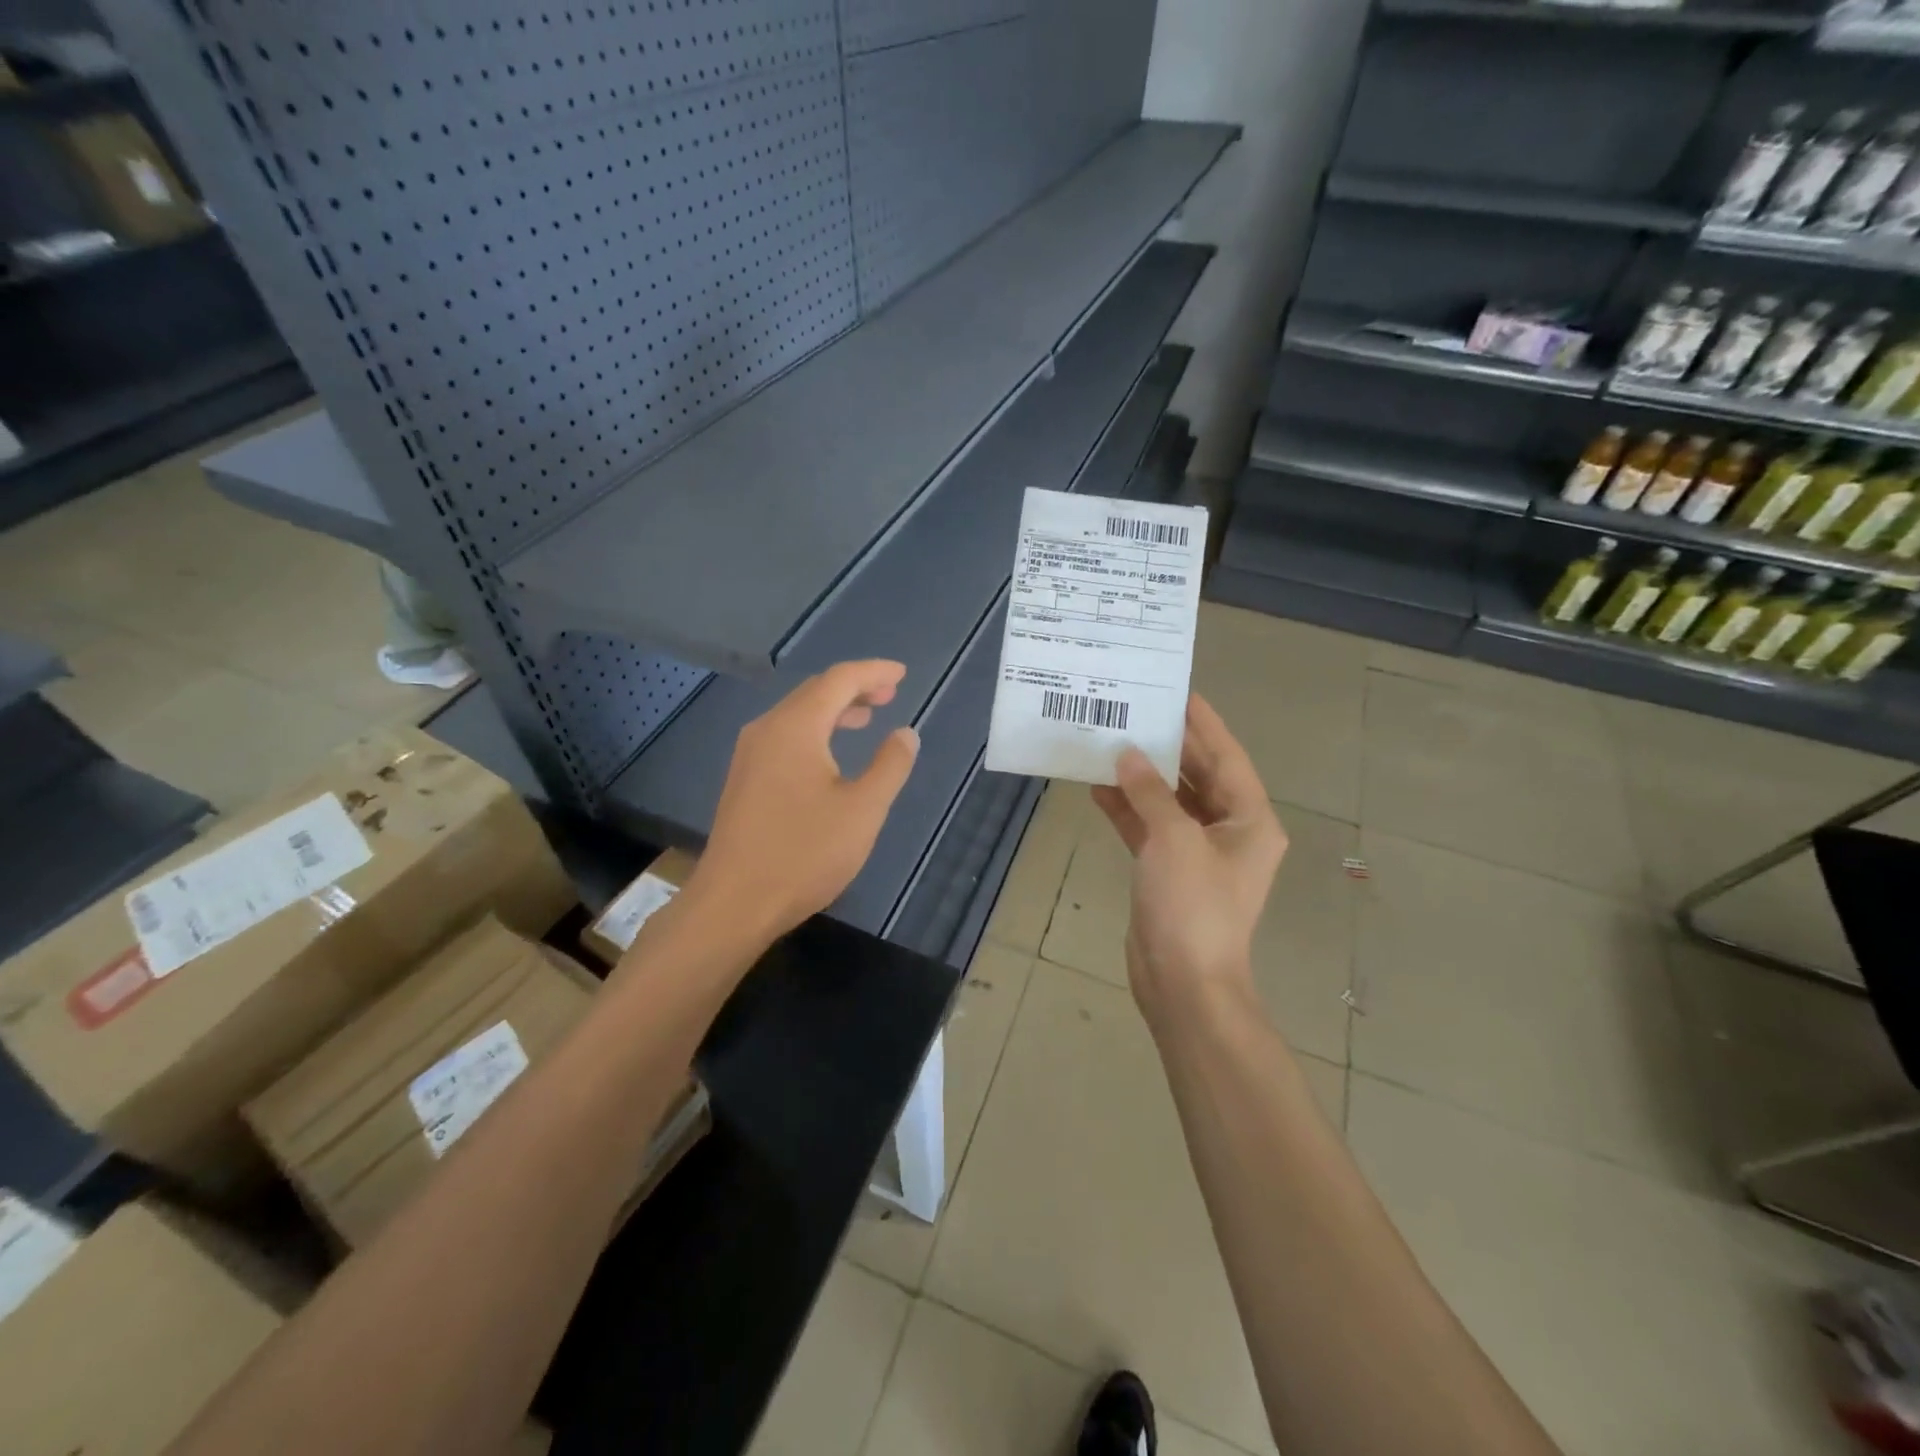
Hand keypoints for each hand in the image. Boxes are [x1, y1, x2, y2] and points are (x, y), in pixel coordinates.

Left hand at [693, 659, 919, 941]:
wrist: (734, 902)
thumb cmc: (804, 853)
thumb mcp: (863, 810)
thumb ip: (890, 765)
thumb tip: (905, 733)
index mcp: (796, 727)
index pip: (839, 680)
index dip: (873, 672)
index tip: (902, 674)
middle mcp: (767, 730)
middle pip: (815, 692)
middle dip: (854, 687)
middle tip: (890, 694)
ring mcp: (750, 754)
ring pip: (798, 714)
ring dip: (834, 709)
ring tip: (867, 716)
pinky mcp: (744, 779)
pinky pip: (785, 736)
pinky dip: (815, 731)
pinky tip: (830, 753)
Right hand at [1091, 695, 1286, 1029]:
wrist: (1183, 984)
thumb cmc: (1192, 907)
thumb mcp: (1173, 839)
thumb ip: (1151, 792)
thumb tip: (1128, 755)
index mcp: (1249, 821)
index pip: (1227, 757)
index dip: (1204, 724)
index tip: (1178, 692)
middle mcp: (1230, 832)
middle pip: (1199, 777)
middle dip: (1167, 748)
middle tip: (1135, 712)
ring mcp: (1198, 854)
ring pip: (1170, 802)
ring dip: (1142, 779)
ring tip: (1109, 744)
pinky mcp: (1170, 872)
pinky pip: (1150, 829)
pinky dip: (1128, 811)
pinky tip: (1098, 789)